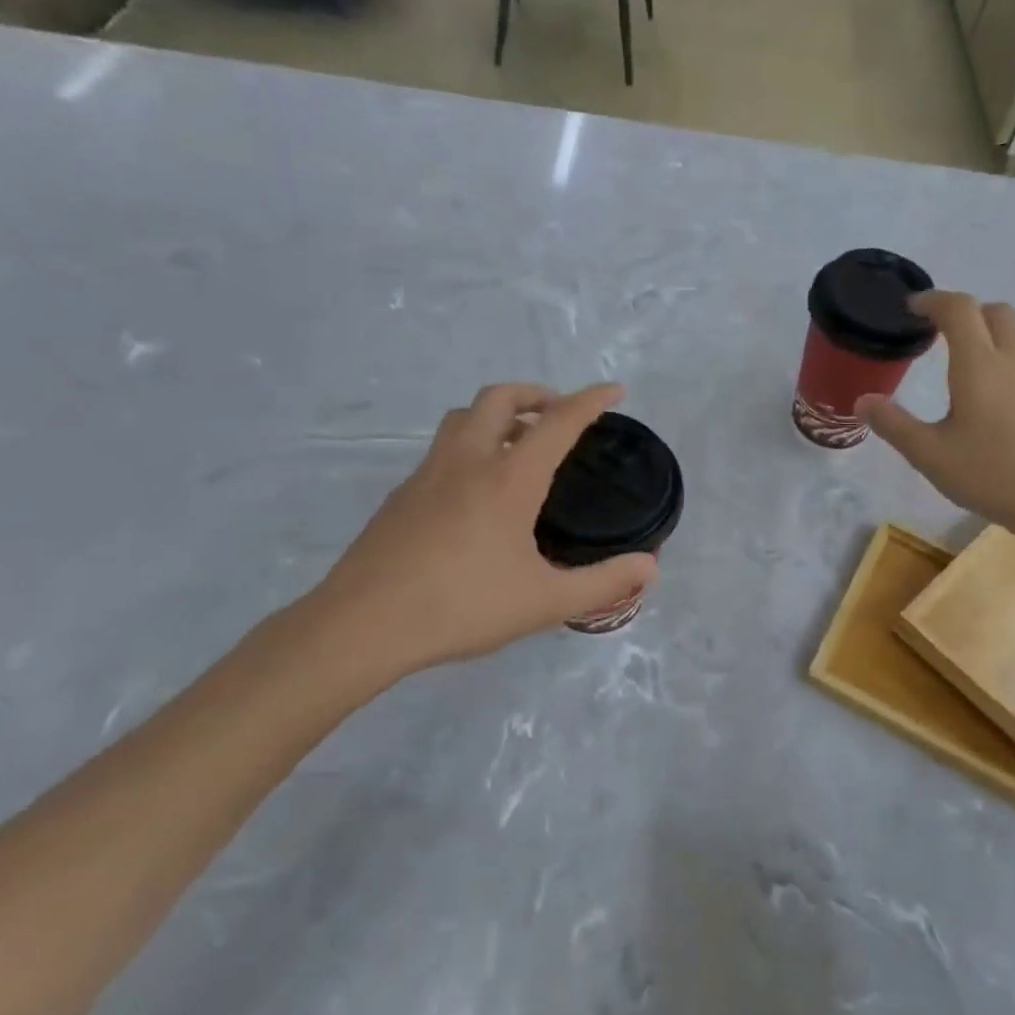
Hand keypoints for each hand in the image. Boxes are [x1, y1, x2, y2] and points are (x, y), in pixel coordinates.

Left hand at [298, 382, 658, 690]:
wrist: (363, 625)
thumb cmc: (463, 607)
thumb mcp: (545, 602)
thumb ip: (603, 583)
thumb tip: (650, 568)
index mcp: (508, 478)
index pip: (559, 421)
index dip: (591, 400)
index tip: (614, 390)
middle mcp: (467, 461)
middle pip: (500, 397)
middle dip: (536, 393)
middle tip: (559, 414)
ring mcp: (427, 474)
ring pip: (464, 417)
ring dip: (498, 414)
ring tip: (520, 443)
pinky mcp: (402, 495)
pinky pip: (443, 449)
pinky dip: (471, 445)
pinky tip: (477, 489)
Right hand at [856, 292, 1014, 529]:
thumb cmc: (990, 473)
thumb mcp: (929, 454)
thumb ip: (893, 424)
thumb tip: (863, 401)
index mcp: (978, 365)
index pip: (958, 310)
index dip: (933, 300)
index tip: (913, 307)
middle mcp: (1013, 360)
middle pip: (996, 312)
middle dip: (967, 311)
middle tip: (942, 332)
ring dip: (991, 336)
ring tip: (969, 365)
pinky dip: (1009, 363)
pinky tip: (997, 400)